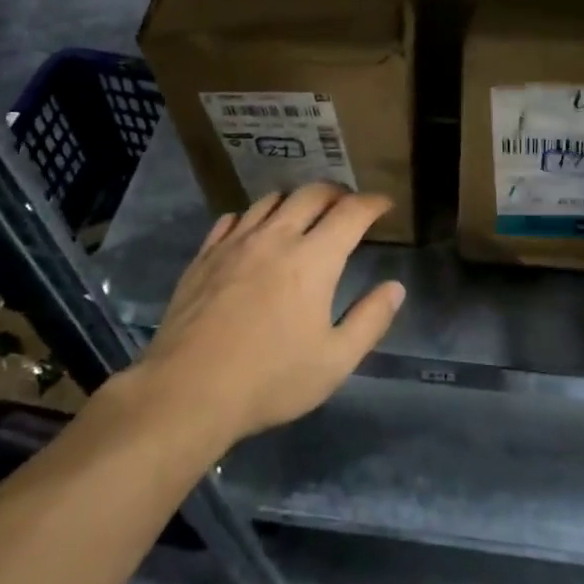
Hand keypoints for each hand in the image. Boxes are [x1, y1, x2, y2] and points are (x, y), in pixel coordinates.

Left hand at [133, 184, 405, 447]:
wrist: (188, 390)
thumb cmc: (270, 379)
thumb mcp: (334, 361)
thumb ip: (370, 320)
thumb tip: (395, 288)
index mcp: (314, 259)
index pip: (351, 212)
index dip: (373, 203)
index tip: (385, 204)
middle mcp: (276, 237)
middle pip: (311, 194)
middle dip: (336, 193)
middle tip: (347, 204)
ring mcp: (236, 242)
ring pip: (270, 200)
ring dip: (295, 200)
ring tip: (303, 214)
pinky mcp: (205, 255)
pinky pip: (232, 219)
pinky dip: (252, 216)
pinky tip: (252, 231)